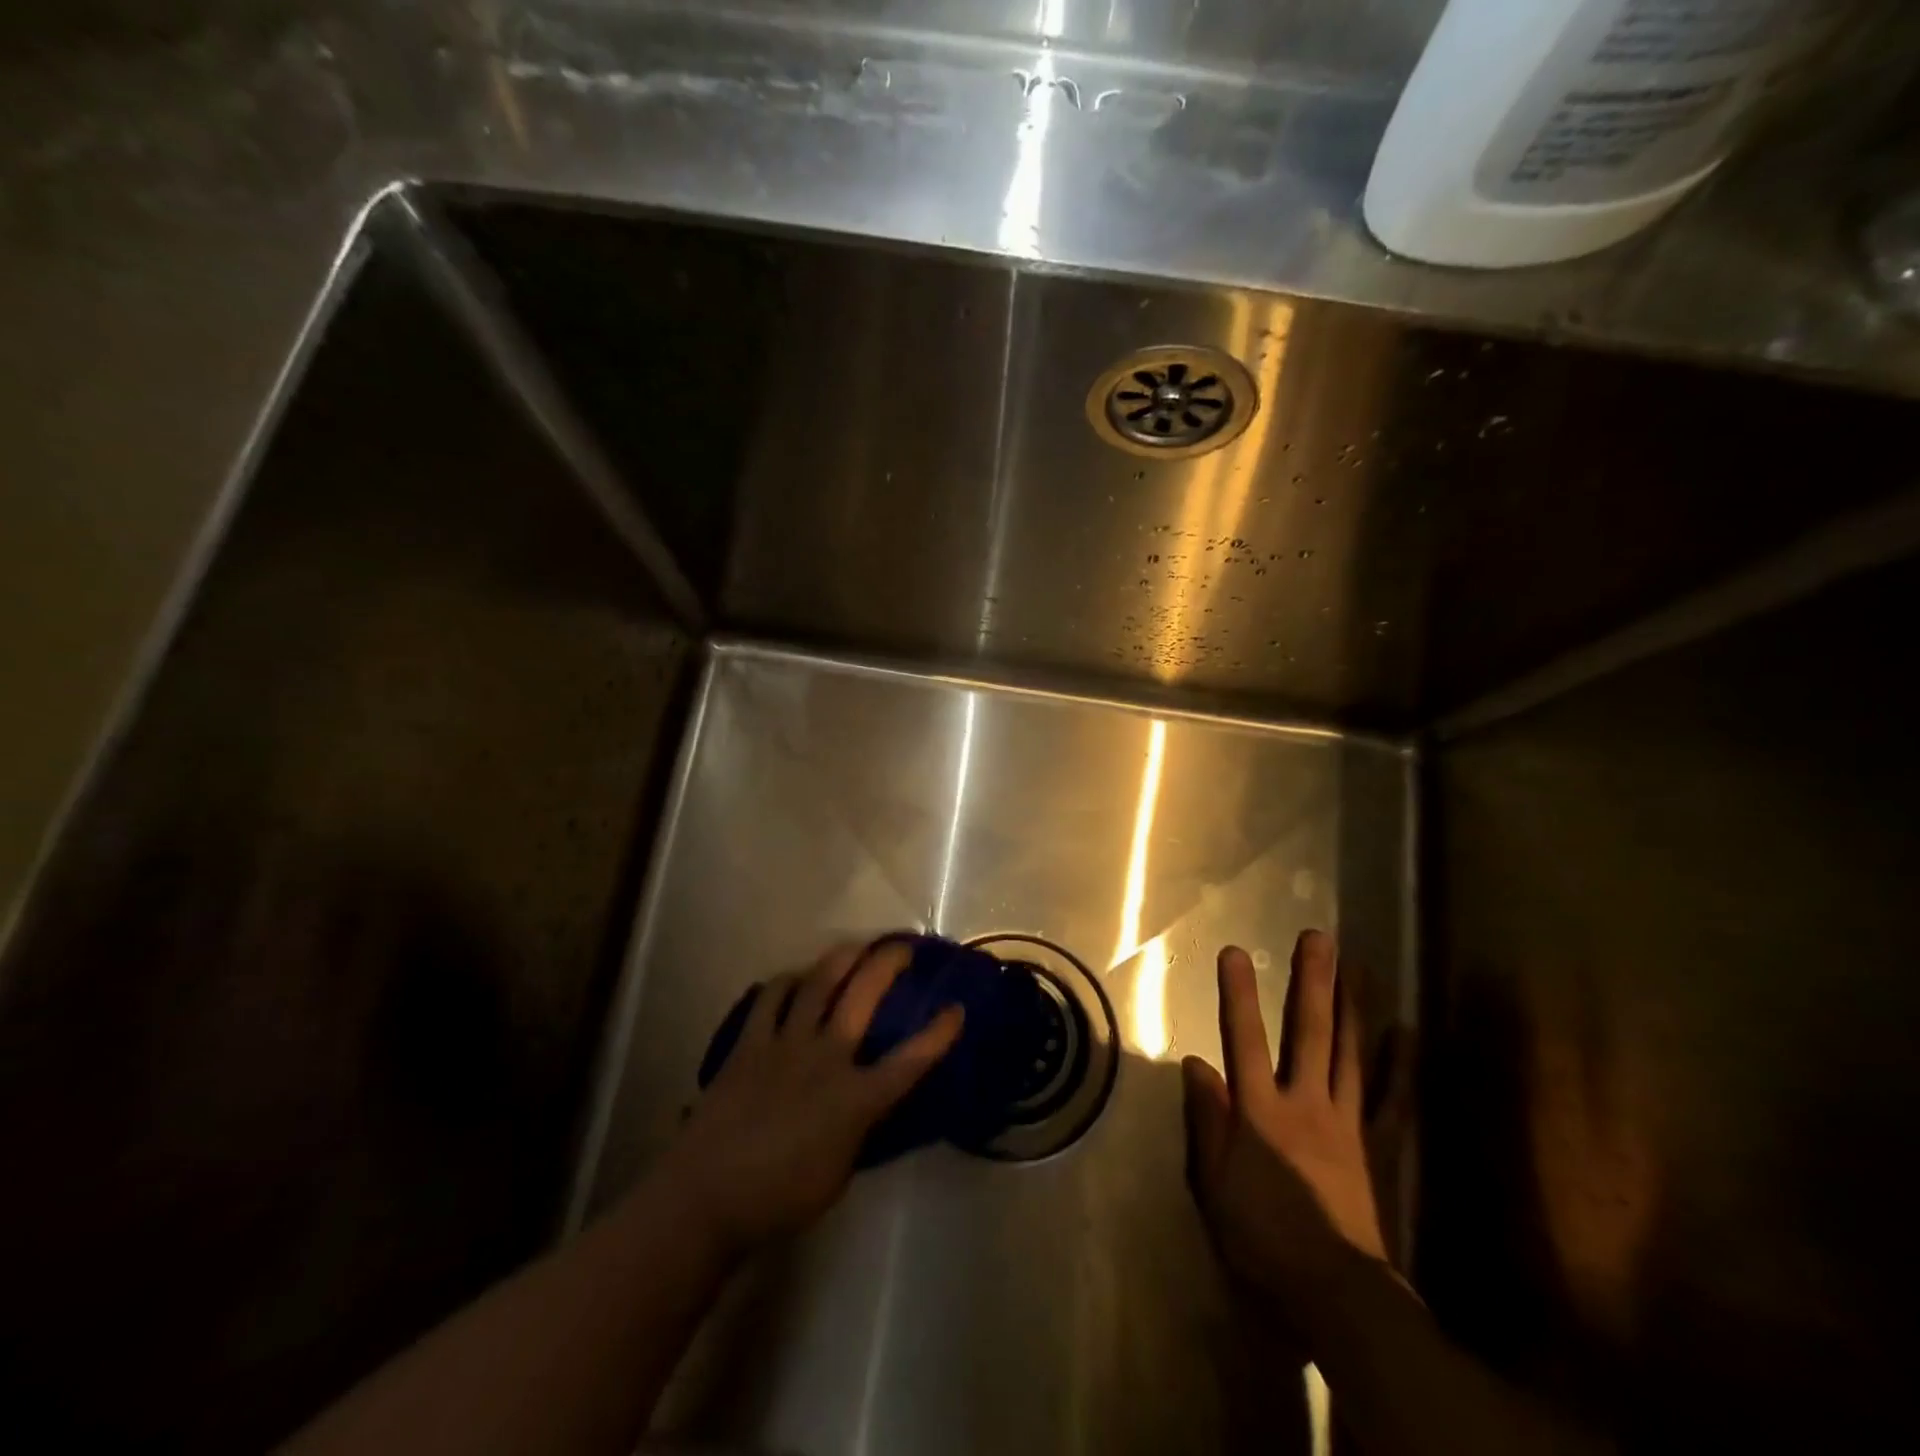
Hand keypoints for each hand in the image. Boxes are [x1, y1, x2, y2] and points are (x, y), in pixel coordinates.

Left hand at [650, 939, 963, 1255]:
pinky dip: (786, 982)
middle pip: (864, 995)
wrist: (707, 1196)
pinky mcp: (750, 1042)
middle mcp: (826, 1057)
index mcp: (856, 1098)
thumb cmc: (780, 1198)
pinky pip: (770, 998)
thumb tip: (865, 1103)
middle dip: (889, 963)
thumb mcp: (839, 1173)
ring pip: (818, 983)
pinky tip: (793, 979)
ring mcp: (786, 1043)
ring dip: (841, 957)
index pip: (911, 1060)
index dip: (939, 1033)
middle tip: (903, 946)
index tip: (957, 1008)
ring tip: (854, 946)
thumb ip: (858, 1129)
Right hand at [1183, 931, 1388, 1306]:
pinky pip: (1390, 1100)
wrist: (1334, 1291)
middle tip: (1319, 939)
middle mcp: (1305, 1103)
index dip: (1238, 995)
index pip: (1244, 1040)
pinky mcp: (1374, 1146)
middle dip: (1312, 983)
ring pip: (1351, 1055)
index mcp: (1260, 1111)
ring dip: (1353, 1008)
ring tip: (1359, 967)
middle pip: (1308, 1034)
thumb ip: (1206, 1118)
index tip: (1235, 952)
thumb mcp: (1214, 1181)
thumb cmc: (1261, 1235)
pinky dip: (1398, 1065)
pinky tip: (1404, 1034)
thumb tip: (1195, 1062)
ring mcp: (1346, 1123)